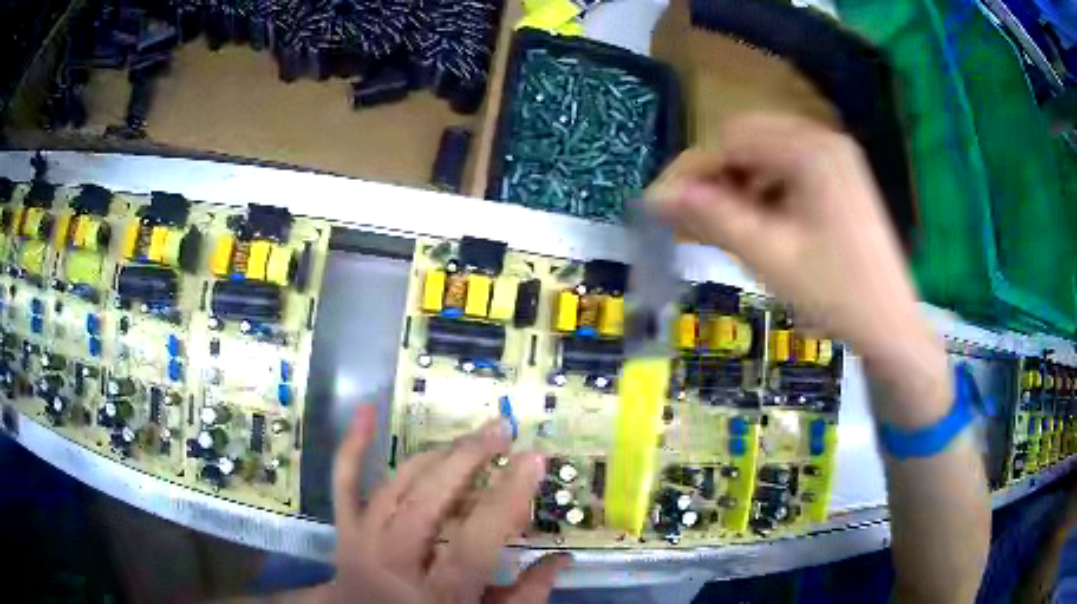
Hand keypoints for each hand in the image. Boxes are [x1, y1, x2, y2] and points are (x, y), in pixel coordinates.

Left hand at [315, 407, 567, 603]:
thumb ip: (526, 596)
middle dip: (467, 460)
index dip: (506, 496)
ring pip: (396, 486)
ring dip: (434, 457)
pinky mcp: (345, 531)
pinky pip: (343, 484)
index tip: (533, 459)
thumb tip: (562, 558)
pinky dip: (352, 446)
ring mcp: (363, 542)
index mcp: (438, 594)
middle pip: (427, 502)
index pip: (476, 539)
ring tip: (471, 442)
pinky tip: (366, 411)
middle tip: (500, 432)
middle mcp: (394, 563)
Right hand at [650, 114, 948, 426]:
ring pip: (766, 151)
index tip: (658, 204)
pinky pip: (787, 166)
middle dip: (713, 172)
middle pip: (748, 137)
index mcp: (810, 149)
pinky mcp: (840, 175)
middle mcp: (823, 138)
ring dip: (737, 179)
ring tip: (720, 221)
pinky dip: (763, 187)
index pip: (731, 140)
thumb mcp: (769, 256)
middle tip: (687, 214)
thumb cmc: (835, 293)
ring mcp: (835, 155)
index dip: (690, 170)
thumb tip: (656, 197)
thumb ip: (711, 218)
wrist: (890, 326)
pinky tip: (757, 219)